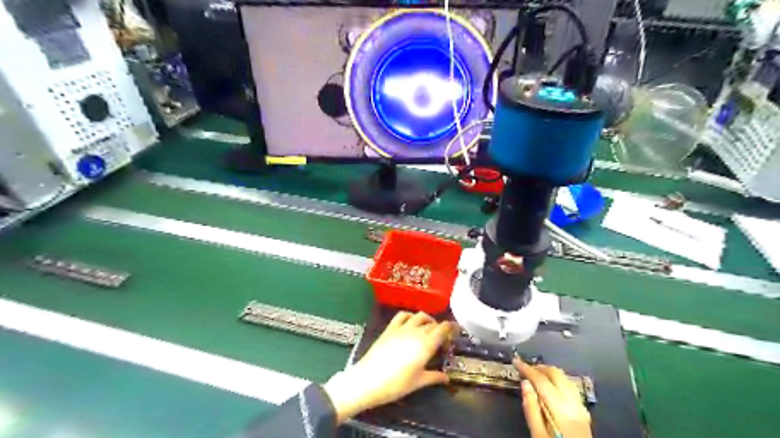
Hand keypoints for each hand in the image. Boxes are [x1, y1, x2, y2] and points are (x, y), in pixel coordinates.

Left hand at [325, 310, 458, 421]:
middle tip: (442, 338)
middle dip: (440, 328)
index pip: (443, 328)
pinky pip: (402, 315)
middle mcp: (416, 332)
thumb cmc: (396, 385)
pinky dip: (410, 316)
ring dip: (427, 320)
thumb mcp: (418, 382)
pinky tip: (411, 322)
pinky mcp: (390, 328)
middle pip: (433, 323)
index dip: (451, 327)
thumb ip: (434, 377)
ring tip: (428, 328)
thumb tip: (446, 378)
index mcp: (426, 345)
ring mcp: (402, 328)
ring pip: (419, 316)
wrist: (368, 380)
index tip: (456, 330)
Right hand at [517, 357, 595, 435]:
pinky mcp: (584, 413)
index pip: (542, 381)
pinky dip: (559, 381)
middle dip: (539, 367)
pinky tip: (551, 387)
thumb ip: (531, 409)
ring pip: (566, 379)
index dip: (527, 368)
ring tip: (536, 375)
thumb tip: (525, 384)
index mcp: (560, 409)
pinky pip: (571, 388)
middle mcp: (574, 404)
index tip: (515, 360)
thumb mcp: (537, 435)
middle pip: (556, 375)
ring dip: (550, 373)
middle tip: (525, 368)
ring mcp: (581, 408)